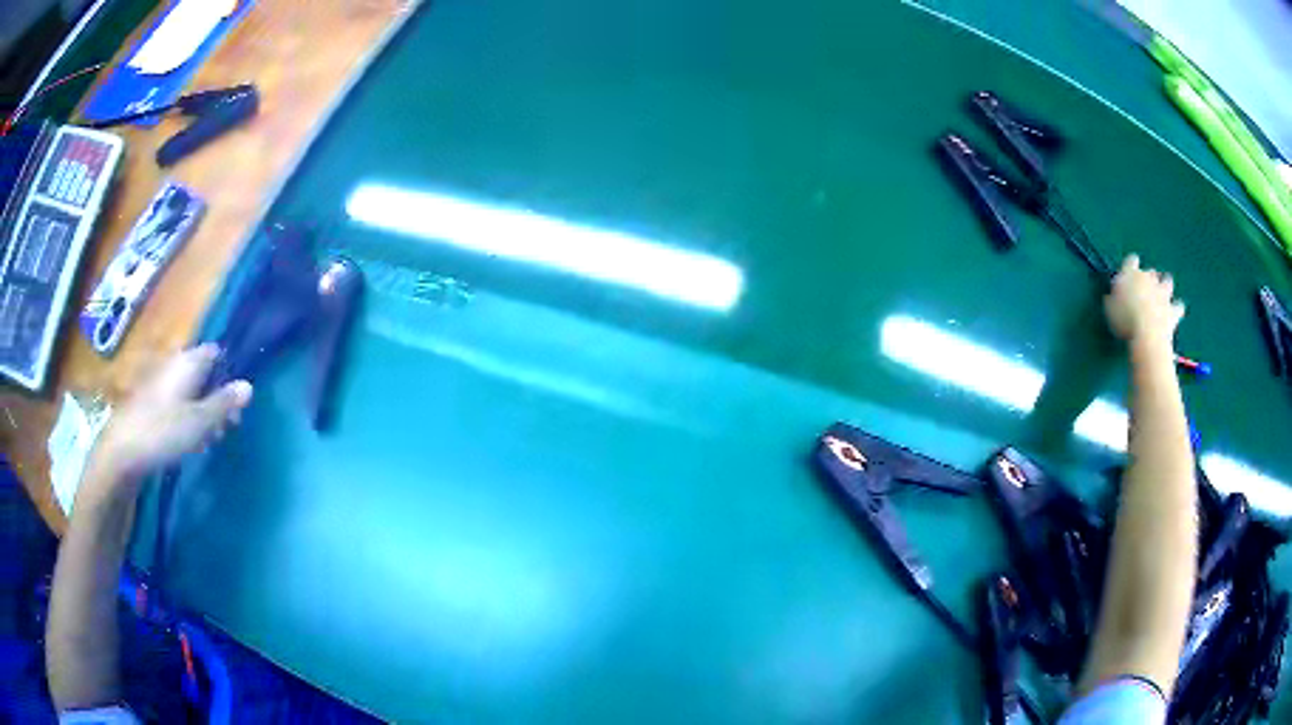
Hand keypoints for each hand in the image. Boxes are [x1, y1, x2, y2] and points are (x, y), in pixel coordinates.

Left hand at [92, 344, 252, 487]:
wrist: (123, 450)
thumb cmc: (163, 431)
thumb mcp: (200, 421)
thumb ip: (224, 403)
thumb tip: (249, 385)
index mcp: (188, 362)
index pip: (216, 353)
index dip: (229, 372)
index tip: (238, 401)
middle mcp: (175, 366)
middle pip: (204, 374)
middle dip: (218, 398)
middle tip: (227, 427)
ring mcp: (162, 384)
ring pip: (191, 392)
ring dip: (204, 412)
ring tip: (210, 440)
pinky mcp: (153, 404)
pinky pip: (178, 404)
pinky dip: (188, 419)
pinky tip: (190, 442)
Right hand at [1105, 255, 1185, 349]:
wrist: (1148, 334)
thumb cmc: (1125, 319)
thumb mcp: (1109, 309)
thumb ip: (1112, 298)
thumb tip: (1111, 296)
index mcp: (1131, 273)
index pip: (1131, 261)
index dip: (1130, 266)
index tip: (1128, 273)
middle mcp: (1149, 278)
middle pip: (1151, 272)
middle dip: (1149, 278)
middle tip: (1145, 289)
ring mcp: (1163, 293)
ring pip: (1167, 282)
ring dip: (1166, 285)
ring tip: (1163, 293)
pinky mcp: (1173, 310)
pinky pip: (1178, 306)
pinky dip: (1177, 308)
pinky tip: (1175, 311)